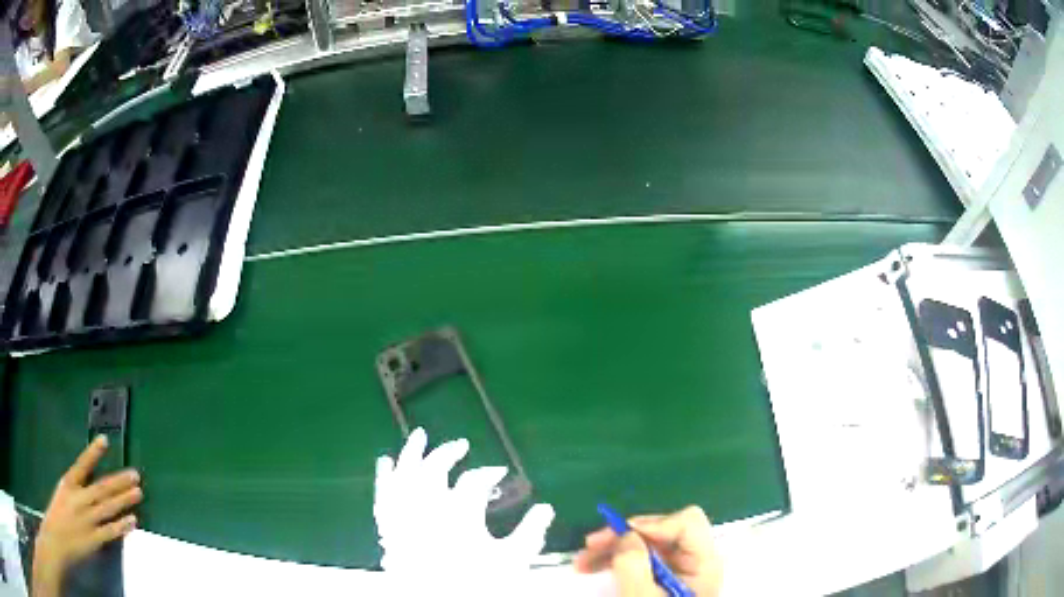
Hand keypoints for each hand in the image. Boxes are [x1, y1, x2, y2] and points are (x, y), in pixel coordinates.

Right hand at [33, 436, 141, 595]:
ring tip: (138, 492)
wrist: (58, 537)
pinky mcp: (94, 539)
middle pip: (101, 488)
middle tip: (135, 474)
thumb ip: (76, 488)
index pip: (82, 465)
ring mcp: (87, 520)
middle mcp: (79, 499)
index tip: (105, 439)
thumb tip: (92, 480)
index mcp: (68, 484)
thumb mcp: (63, 492)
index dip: (93, 452)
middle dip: (119, 481)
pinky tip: (133, 521)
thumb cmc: (58, 514)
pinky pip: (110, 532)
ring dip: (124, 500)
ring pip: (108, 508)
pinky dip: (121, 526)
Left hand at [374, 428, 553, 587]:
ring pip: (403, 475)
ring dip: (411, 453)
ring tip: (419, 436)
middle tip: (461, 444)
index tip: (500, 473)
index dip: (488, 473)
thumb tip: (547, 507)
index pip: (474, 481)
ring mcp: (404, 517)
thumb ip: (531, 531)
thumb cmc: (480, 584)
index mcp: (460, 514)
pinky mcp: (389, 529)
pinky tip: (385, 463)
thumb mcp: (513, 559)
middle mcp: (427, 509)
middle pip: (434, 469)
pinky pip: (382, 495)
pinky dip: (384, 477)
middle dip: (448, 453)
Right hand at [574, 506, 722, 596]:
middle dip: (624, 536)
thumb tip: (626, 535)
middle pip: (664, 530)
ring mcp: (679, 569)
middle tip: (589, 546)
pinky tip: (595, 567)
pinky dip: (617, 560)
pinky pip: (641, 559)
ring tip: (582, 561)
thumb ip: (635, 566)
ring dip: (614, 548)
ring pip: (648, 544)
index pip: (687, 523)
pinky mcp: (663, 578)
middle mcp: (695, 560)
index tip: (620, 538)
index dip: (654, 525)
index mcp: (703, 563)